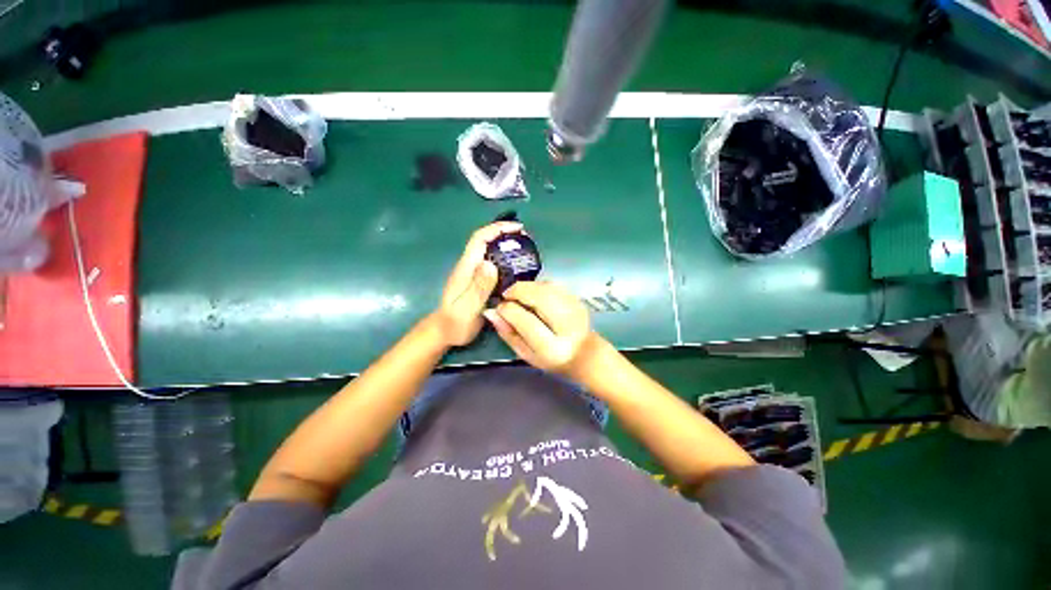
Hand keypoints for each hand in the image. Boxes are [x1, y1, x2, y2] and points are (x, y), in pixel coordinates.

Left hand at [433, 221, 522, 346]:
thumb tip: (490, 264)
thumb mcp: (467, 308)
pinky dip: (508, 261)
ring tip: (528, 251)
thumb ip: (478, 288)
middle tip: (528, 239)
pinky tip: (521, 270)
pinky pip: (495, 266)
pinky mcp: (480, 283)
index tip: (518, 228)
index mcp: (466, 268)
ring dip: (508, 247)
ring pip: (492, 253)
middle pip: (487, 242)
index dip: (497, 229)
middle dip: (506, 235)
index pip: (480, 239)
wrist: (445, 334)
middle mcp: (471, 267)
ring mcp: (475, 275)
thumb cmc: (454, 323)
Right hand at [484, 281, 600, 378]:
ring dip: (528, 287)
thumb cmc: (550, 357)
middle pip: (540, 298)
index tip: (499, 308)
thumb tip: (491, 312)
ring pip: (547, 287)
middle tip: (507, 297)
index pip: (527, 322)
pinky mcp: (578, 299)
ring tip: (518, 296)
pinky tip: (533, 294)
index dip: (509, 310)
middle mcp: (566, 326)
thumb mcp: (525, 353)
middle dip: (518, 292)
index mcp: (551, 347)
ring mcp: (575, 310)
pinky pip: (554, 284)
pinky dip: (539, 285)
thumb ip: (508, 333)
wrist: (584, 354)